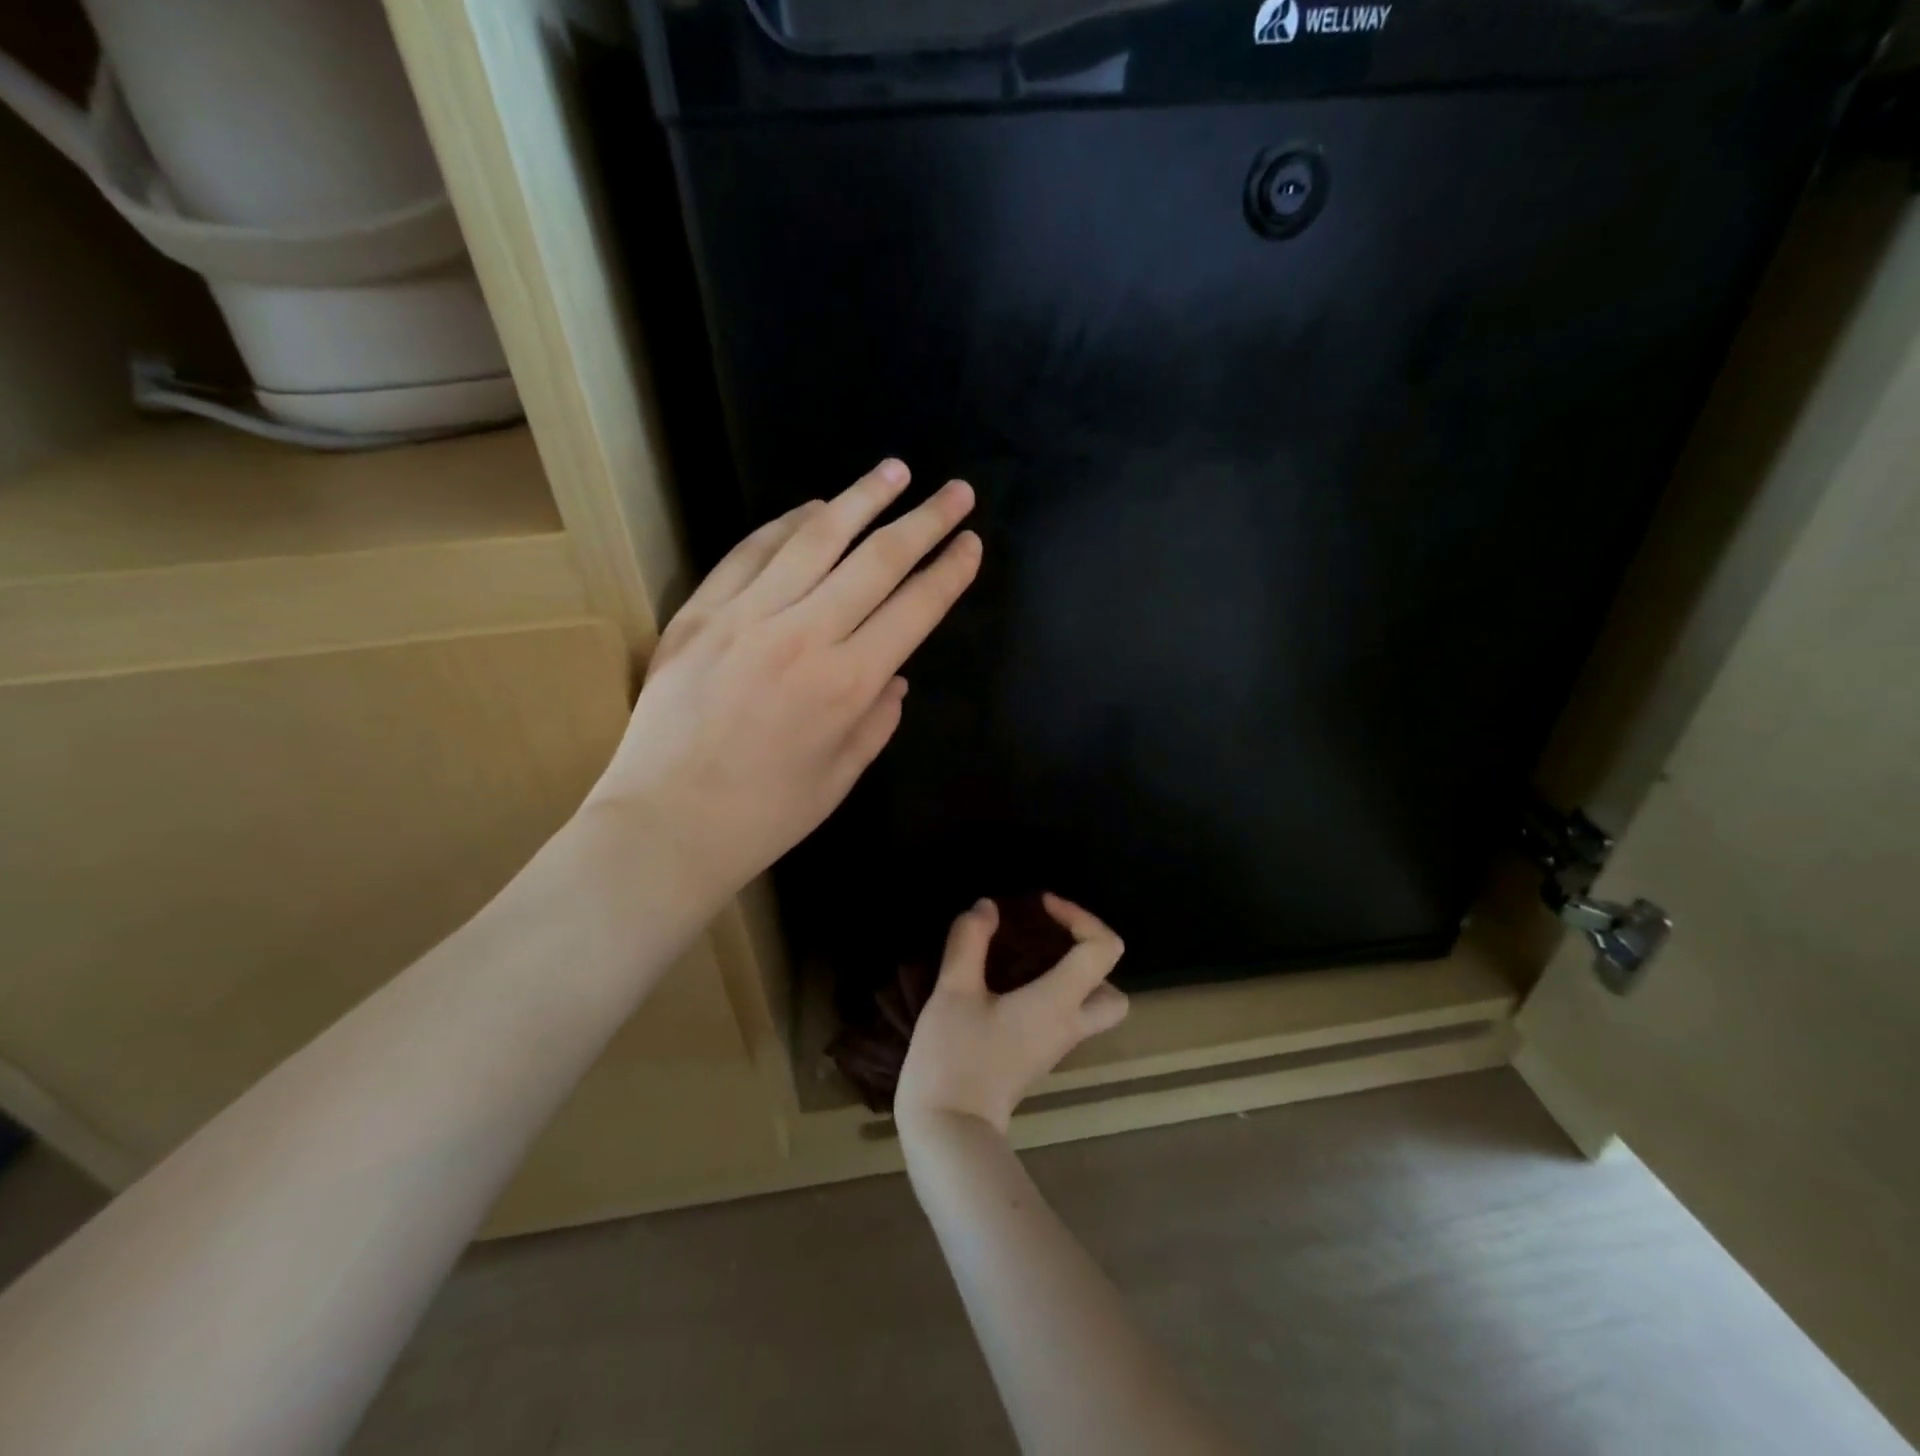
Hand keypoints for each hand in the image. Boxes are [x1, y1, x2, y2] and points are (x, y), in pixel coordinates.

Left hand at [588, 459, 980, 913]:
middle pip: (878, 560)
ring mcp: (747, 616)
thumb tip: (894, 674)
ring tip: (895, 471)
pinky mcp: (701, 612)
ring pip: (816, 539)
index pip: (915, 609)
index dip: (949, 572)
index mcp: (848, 684)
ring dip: (862, 499)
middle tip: (956, 490)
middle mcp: (805, 635)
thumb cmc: (764, 815)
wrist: (665, 824)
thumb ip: (877, 720)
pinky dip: (787, 524)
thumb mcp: (840, 777)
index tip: (970, 543)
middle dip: (925, 521)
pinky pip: (751, 552)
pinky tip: (814, 507)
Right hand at [896, 895, 1129, 1136]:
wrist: (948, 1132)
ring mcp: (1055, 1047)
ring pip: (1090, 1008)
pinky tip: (1007, 984)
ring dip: (1070, 977)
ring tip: (1025, 957)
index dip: (1080, 916)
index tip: (1041, 906)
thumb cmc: (954, 1058)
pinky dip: (1050, 994)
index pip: (1103, 949)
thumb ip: (970, 941)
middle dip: (1088, 957)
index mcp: (1059, 1002)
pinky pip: (1062, 1019)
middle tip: (1049, 940)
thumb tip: (987, 907)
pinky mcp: (1036, 1059)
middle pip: (1113, 991)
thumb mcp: (953, 991)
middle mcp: (1069, 1025)